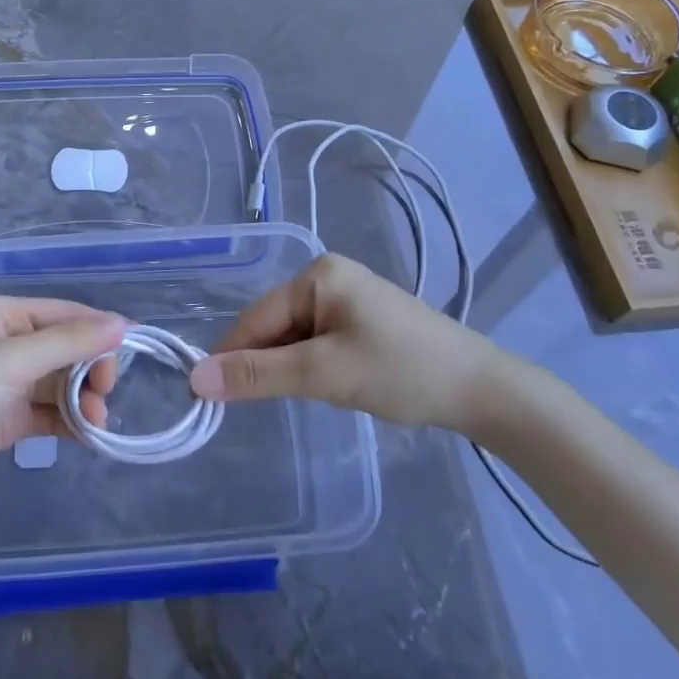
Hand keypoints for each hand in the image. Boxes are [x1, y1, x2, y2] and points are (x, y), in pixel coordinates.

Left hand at [0, 297, 125, 514]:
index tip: (131, 354)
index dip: (97, 330)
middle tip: (105, 394)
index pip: (63, 313)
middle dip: (90, 369)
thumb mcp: (11, 362)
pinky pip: (48, 410)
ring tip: (96, 421)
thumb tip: (123, 323)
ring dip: (82, 398)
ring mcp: (3, 382)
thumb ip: (69, 342)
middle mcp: (3, 342)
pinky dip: (69, 420)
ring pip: (59, 381)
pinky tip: (87, 434)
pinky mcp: (4, 418)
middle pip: (64, 347)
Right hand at [189, 253, 521, 433]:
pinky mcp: (363, 320)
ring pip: (295, 338)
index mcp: (317, 275)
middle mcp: (328, 277)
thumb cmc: (401, 372)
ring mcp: (348, 297)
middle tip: (278, 403)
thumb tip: (196, 378)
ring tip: (316, 395)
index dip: (232, 357)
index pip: (256, 318)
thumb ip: (258, 375)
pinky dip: (315, 368)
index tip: (207, 398)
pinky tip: (334, 387)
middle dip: (271, 365)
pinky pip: (318, 343)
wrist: (482, 390)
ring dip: (294, 369)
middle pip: (275, 326)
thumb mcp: (323, 374)